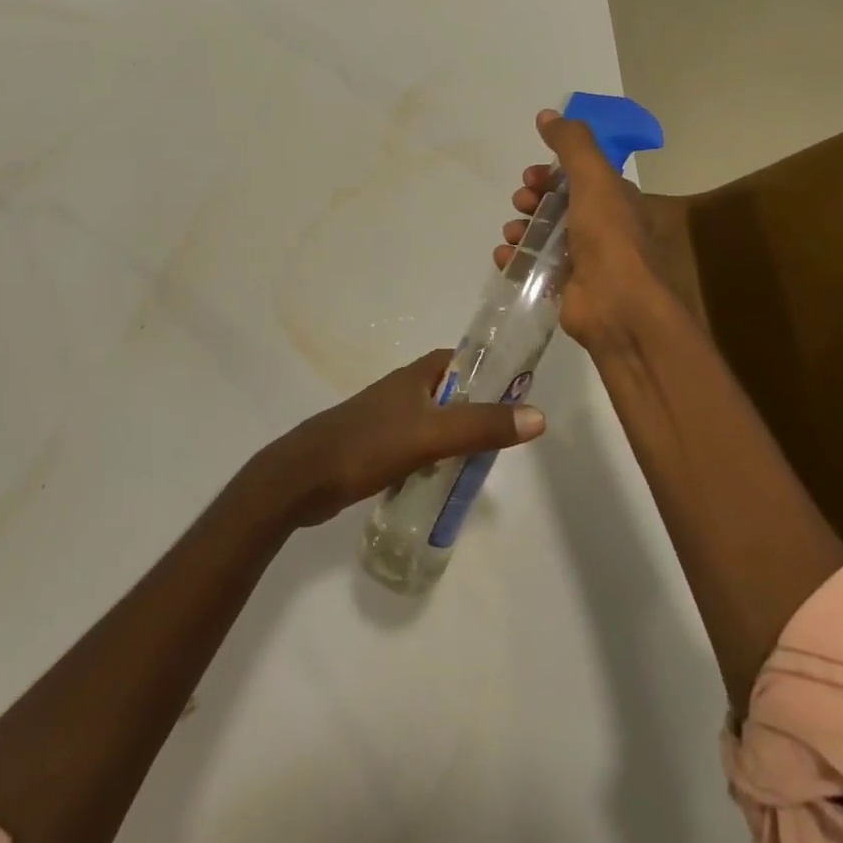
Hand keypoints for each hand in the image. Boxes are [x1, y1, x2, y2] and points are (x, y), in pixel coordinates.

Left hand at [259, 350, 545, 527]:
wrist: (304, 478)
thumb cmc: (368, 445)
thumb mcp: (431, 435)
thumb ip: (482, 426)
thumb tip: (538, 416)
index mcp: (415, 376)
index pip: (461, 360)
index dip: (489, 370)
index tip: (518, 392)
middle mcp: (402, 391)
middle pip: (451, 394)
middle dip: (478, 411)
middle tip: (506, 439)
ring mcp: (387, 420)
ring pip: (434, 423)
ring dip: (457, 438)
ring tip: (483, 465)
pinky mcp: (376, 447)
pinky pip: (418, 447)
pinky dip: (435, 459)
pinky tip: (445, 482)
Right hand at [494, 109, 678, 352]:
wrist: (617, 306)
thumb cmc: (608, 237)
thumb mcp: (593, 178)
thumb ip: (572, 145)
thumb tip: (547, 114)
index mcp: (614, 200)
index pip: (578, 177)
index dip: (552, 173)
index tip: (531, 175)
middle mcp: (601, 228)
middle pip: (558, 205)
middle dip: (533, 199)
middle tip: (521, 202)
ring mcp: (584, 260)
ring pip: (543, 236)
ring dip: (521, 229)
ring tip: (511, 233)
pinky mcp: (566, 287)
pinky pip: (534, 267)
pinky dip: (515, 259)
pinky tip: (504, 257)